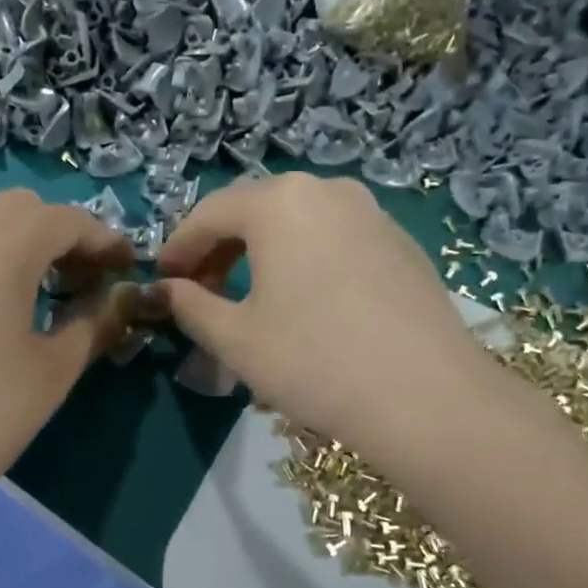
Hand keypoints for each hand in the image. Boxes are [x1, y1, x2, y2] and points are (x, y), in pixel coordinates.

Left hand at [0, 189, 135, 519]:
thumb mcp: (54, 371)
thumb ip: (94, 322)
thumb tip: (119, 297)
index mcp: (1, 244)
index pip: (66, 219)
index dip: (102, 239)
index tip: (123, 267)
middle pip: (14, 208)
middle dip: (54, 233)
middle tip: (73, 280)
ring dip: (2, 237)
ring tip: (17, 287)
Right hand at [150, 173, 492, 459]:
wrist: (425, 396)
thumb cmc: (313, 361)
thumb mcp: (235, 339)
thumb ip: (191, 306)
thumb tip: (166, 290)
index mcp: (279, 202)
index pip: (209, 213)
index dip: (178, 246)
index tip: (162, 280)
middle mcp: (327, 190)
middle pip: (255, 210)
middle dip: (219, 248)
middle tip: (200, 290)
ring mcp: (371, 213)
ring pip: (297, 223)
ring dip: (261, 253)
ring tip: (248, 297)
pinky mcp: (401, 243)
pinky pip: (334, 239)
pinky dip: (303, 260)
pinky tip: (304, 302)